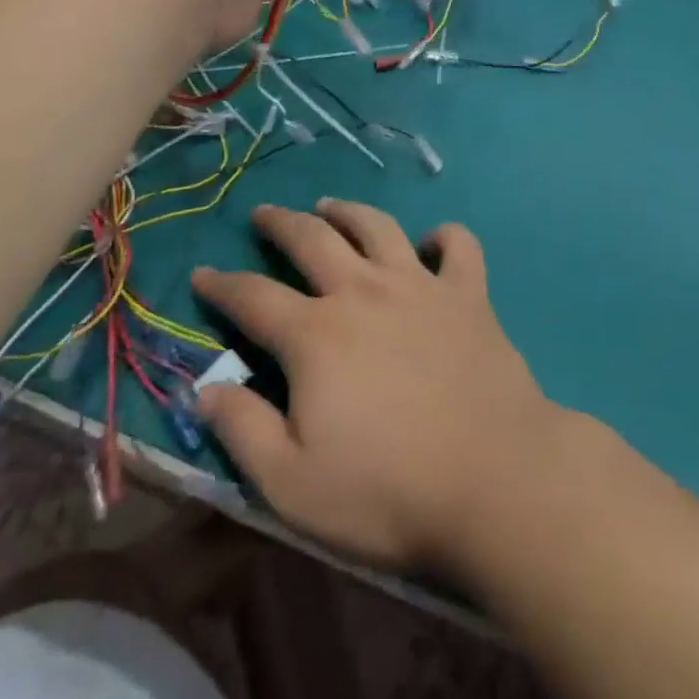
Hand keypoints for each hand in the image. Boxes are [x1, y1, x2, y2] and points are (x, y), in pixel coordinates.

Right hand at [191, 200, 564, 573]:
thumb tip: (205, 388)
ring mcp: (420, 286)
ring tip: (330, 206)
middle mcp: (363, 292)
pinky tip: (433, 242)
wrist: (496, 483)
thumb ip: (243, 431)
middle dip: (280, 223)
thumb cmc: (388, 492)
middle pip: (312, 239)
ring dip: (348, 212)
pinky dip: (444, 237)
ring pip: (377, 226)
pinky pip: (458, 246)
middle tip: (262, 214)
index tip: (202, 273)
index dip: (222, 284)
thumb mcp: (293, 485)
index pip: (253, 297)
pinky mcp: (468, 295)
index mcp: (316, 334)